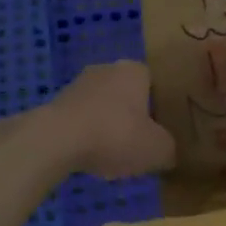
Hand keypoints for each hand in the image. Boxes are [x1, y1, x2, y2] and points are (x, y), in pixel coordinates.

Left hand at [40, 61, 176, 177]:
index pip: (154, 83)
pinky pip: (81, 119)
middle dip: (132, 116)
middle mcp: (107, 69)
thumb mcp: (157, 149)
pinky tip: (89, 156)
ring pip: (102, 107)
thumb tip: (168, 153)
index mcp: (135, 70)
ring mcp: (78, 84)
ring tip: (113, 155)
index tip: (160, 131)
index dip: (159, 107)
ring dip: (108, 126)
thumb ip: (169, 149)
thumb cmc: (115, 134)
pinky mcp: (56, 103)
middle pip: (127, 94)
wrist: (57, 139)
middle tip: (139, 143)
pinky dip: (87, 135)